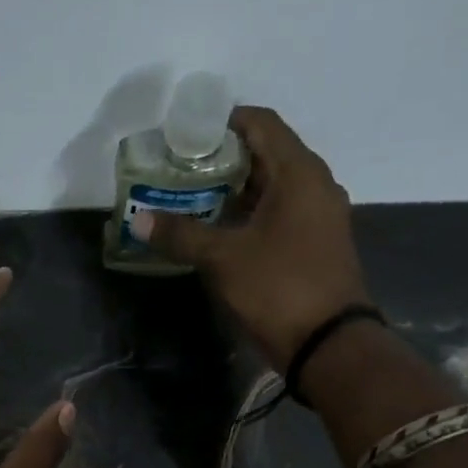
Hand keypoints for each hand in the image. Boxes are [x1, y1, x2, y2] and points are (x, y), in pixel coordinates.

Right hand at [133, 105, 372, 370]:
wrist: (328, 344)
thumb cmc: (278, 288)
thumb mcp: (223, 259)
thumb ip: (182, 234)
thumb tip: (139, 220)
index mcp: (299, 172)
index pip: (261, 123)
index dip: (223, 123)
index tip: (186, 137)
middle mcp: (315, 185)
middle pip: (267, 155)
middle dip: (223, 160)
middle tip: (182, 172)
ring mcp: (320, 217)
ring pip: (273, 188)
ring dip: (236, 192)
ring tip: (194, 202)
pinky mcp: (317, 245)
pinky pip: (281, 215)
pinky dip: (251, 216)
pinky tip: (221, 233)